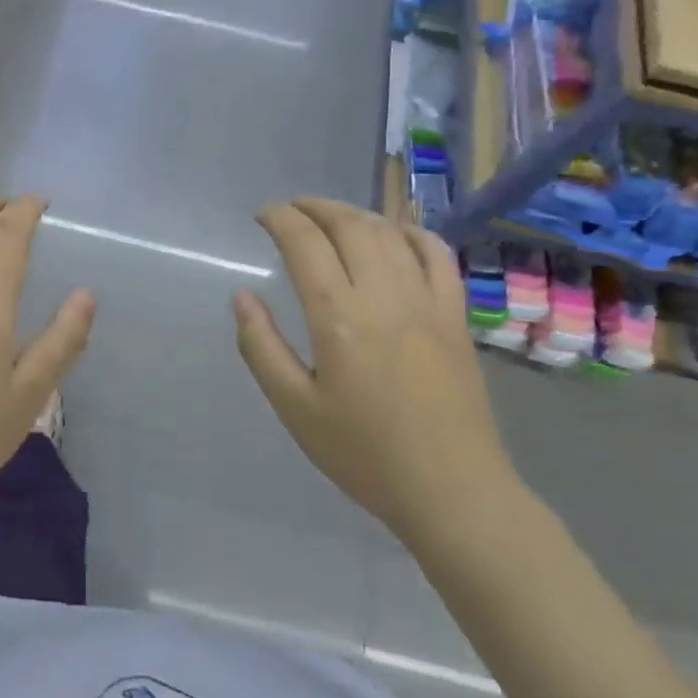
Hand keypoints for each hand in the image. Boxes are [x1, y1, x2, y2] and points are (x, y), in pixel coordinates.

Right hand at [233, 198, 519, 539]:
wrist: (451, 490)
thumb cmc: (364, 454)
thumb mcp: (295, 409)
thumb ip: (262, 347)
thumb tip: (241, 296)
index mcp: (339, 318)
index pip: (306, 244)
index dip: (281, 219)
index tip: (263, 215)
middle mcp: (384, 296)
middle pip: (349, 226)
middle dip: (315, 207)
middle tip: (291, 209)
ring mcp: (427, 301)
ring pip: (389, 234)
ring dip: (355, 214)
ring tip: (331, 216)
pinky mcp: (456, 316)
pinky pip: (437, 255)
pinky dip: (412, 232)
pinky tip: (395, 233)